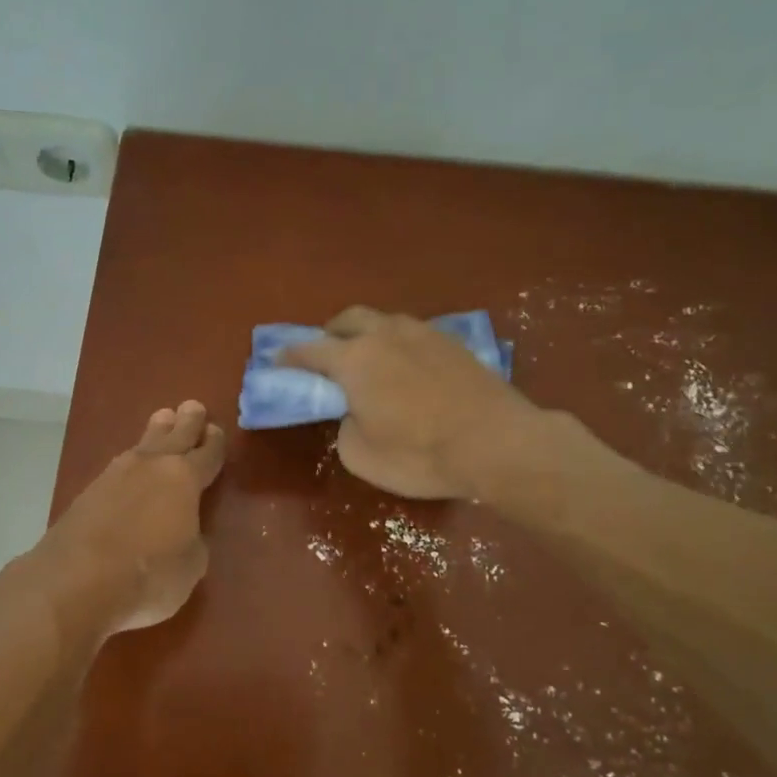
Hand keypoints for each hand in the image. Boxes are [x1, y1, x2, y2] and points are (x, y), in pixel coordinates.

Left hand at [34, 400, 225, 636]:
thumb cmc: (148, 575)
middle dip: (186, 421)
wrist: (75, 581)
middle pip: (174, 435)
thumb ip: (193, 540)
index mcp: (184, 478)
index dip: (214, 444)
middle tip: (193, 407)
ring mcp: (115, 475)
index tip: (216, 431)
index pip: (206, 454)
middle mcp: (150, 466)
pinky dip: (132, 462)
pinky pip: (120, 467)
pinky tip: (131, 466)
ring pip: (142, 444)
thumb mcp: (191, 565)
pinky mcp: (88, 492)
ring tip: (163, 420)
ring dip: (156, 433)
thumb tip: (185, 531)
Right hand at [281, 307, 540, 500]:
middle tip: (326, 356)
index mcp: (355, 359)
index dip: (290, 357)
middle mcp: (386, 335)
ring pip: (385, 322)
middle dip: (330, 334)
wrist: (498, 445)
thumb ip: (344, 427)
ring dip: (367, 335)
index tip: (277, 363)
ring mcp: (424, 334)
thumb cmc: (420, 454)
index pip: (310, 350)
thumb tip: (354, 413)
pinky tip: (406, 369)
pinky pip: (414, 335)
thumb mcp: (361, 455)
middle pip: (348, 320)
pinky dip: (398, 346)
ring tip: (368, 361)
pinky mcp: (455, 344)